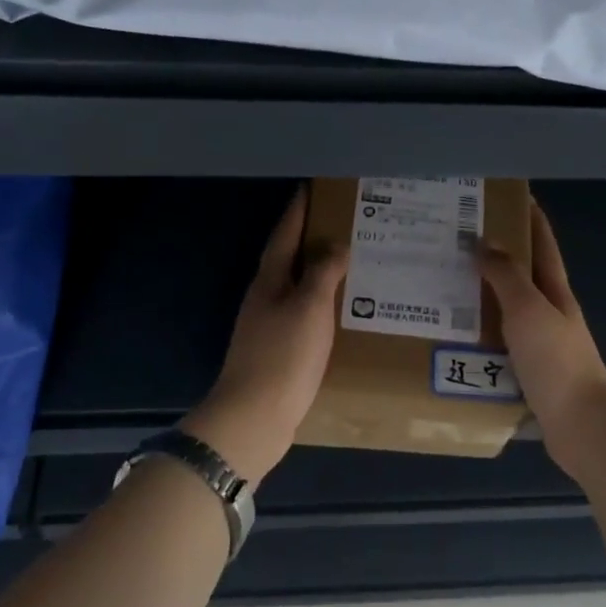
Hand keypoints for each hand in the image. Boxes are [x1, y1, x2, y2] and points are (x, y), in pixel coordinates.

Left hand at [181, 186, 347, 483]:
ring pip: (298, 288)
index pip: (284, 236)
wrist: (255, 417)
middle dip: (311, 239)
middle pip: (289, 259)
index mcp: (269, 281)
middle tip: (343, 223)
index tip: (311, 189)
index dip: (297, 212)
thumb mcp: (309, 307)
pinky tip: (341, 310)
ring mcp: (269, 327)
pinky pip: (304, 315)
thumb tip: (336, 244)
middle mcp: (265, 298)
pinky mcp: (279, 352)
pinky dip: (322, 304)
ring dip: (319, 272)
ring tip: (350, 262)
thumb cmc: (283, 356)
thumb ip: (323, 272)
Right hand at [479, 202, 605, 472]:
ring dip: (482, 298)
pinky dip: (479, 336)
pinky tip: (454, 338)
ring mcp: (541, 345)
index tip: (504, 196)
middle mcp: (550, 313)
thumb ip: (507, 276)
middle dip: (495, 256)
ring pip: (507, 311)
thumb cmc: (556, 361)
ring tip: (444, 288)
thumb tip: (485, 241)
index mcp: (555, 292)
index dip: (528, 217)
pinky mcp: (528, 373)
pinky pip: (498, 345)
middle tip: (455, 243)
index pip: (542, 244)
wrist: (581, 426)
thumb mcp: (528, 310)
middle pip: (522, 276)